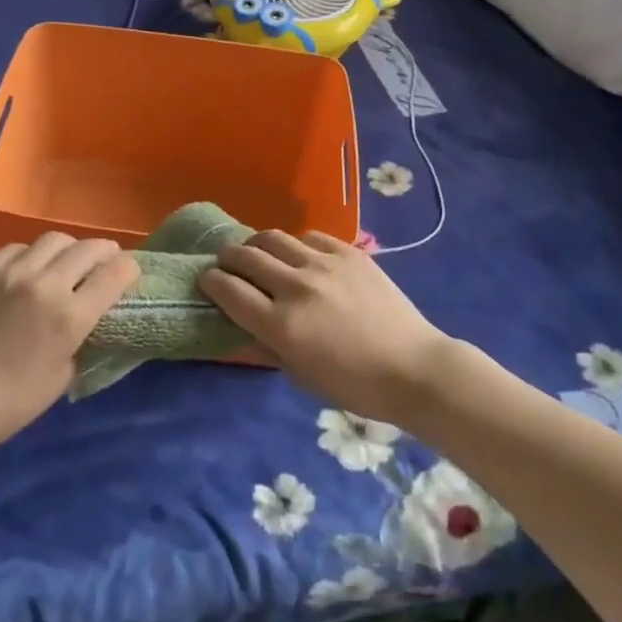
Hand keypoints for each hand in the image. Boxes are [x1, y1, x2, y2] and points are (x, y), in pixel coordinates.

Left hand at [0, 233, 139, 450]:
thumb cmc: (15, 400)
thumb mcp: (65, 373)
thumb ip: (84, 335)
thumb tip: (95, 312)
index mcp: (69, 317)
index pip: (114, 274)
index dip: (129, 269)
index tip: (130, 272)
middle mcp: (45, 285)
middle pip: (88, 248)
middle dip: (105, 252)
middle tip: (105, 261)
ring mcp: (13, 272)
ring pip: (55, 239)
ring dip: (69, 250)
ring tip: (66, 263)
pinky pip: (19, 247)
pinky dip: (32, 256)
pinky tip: (28, 271)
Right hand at [199, 230, 454, 429]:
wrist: (414, 368)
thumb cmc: (356, 386)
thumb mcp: (302, 376)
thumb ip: (269, 345)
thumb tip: (245, 323)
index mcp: (282, 325)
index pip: (229, 291)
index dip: (211, 282)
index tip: (206, 280)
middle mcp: (296, 287)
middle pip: (246, 256)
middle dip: (228, 257)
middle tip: (226, 262)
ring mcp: (323, 264)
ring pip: (274, 238)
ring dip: (258, 245)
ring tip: (258, 252)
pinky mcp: (348, 252)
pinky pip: (310, 236)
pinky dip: (297, 244)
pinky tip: (301, 255)